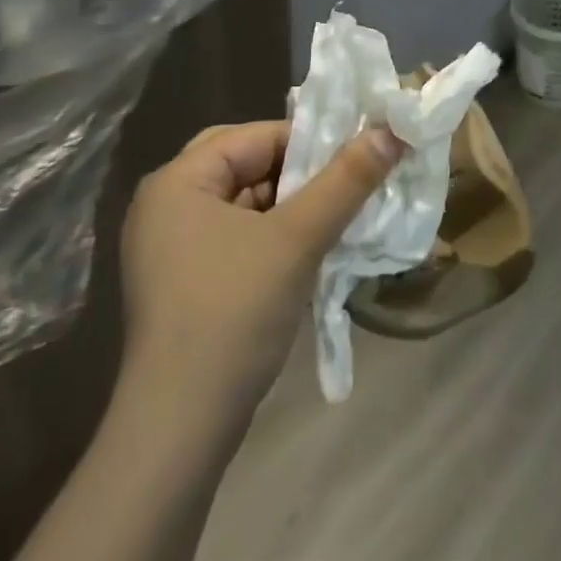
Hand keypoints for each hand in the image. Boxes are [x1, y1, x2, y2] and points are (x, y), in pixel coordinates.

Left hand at [118, 120, 402, 436]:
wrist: (179, 428)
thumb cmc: (233, 314)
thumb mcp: (298, 239)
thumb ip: (346, 180)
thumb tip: (392, 131)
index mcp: (178, 181)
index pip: (257, 135)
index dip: (312, 141)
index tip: (358, 156)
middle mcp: (167, 203)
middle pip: (249, 163)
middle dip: (301, 171)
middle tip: (345, 182)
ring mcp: (172, 245)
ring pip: (247, 199)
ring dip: (294, 202)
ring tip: (340, 211)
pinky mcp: (186, 278)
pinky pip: (239, 232)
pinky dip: (276, 231)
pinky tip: (312, 246)